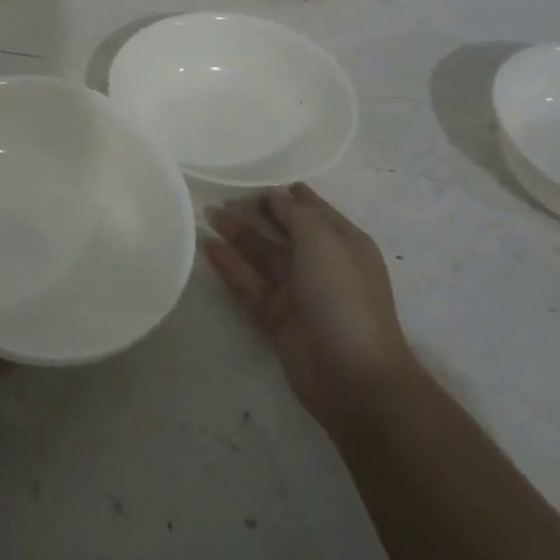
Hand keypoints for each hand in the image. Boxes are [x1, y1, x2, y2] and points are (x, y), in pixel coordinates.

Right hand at [206, 183, 418, 433]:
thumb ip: (295, 214)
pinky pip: (250, 285)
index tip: (250, 183)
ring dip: (237, 236)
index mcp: (342, 242)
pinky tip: (209, 247)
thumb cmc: (343, 297)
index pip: (310, 209)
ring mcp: (297, 292)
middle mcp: (321, 263)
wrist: (352, 376)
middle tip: (220, 198)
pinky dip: (231, 267)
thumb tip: (276, 194)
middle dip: (254, 213)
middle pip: (282, 231)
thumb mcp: (324, 242)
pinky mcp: (276, 318)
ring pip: (262, 257)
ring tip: (207, 216)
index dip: (282, 194)